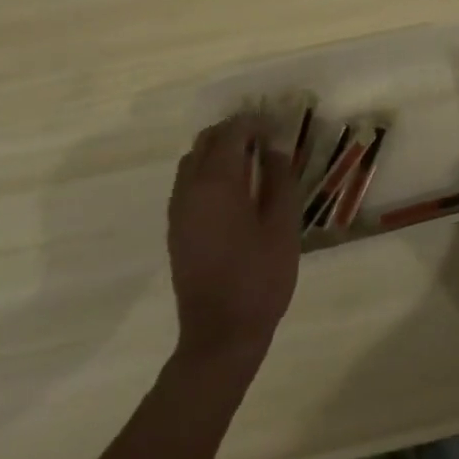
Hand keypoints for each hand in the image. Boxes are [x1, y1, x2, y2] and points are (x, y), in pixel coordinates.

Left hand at [168, 114, 300, 364]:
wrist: (220, 335)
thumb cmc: (259, 277)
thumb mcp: (282, 224)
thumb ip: (279, 179)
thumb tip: (273, 149)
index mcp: (217, 182)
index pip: (232, 132)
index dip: (254, 123)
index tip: (277, 129)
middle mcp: (190, 189)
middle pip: (206, 141)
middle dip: (234, 132)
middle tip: (265, 141)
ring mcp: (178, 210)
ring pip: (193, 161)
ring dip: (218, 152)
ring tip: (251, 163)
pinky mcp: (176, 229)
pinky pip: (188, 184)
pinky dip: (208, 173)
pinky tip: (234, 192)